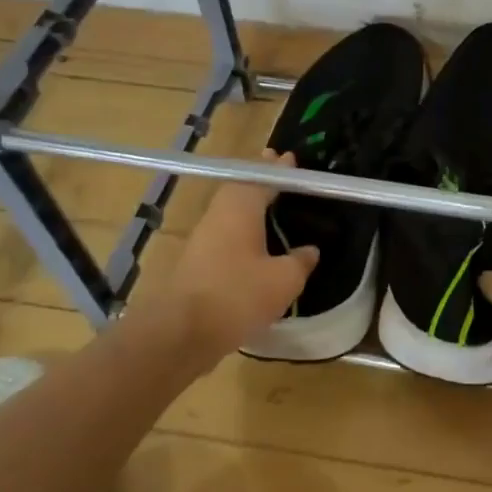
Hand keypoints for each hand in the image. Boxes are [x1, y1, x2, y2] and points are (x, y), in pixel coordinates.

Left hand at [148, 150, 318, 362]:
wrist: (181, 333)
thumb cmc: (237, 295)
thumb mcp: (284, 280)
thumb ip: (301, 261)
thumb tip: (310, 250)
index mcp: (240, 207)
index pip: (263, 177)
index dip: (279, 170)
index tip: (291, 159)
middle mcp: (218, 215)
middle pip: (241, 190)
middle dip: (262, 181)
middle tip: (282, 175)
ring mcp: (204, 239)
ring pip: (232, 213)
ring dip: (251, 207)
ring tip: (273, 207)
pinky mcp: (197, 263)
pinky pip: (226, 235)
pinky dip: (244, 231)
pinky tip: (257, 244)